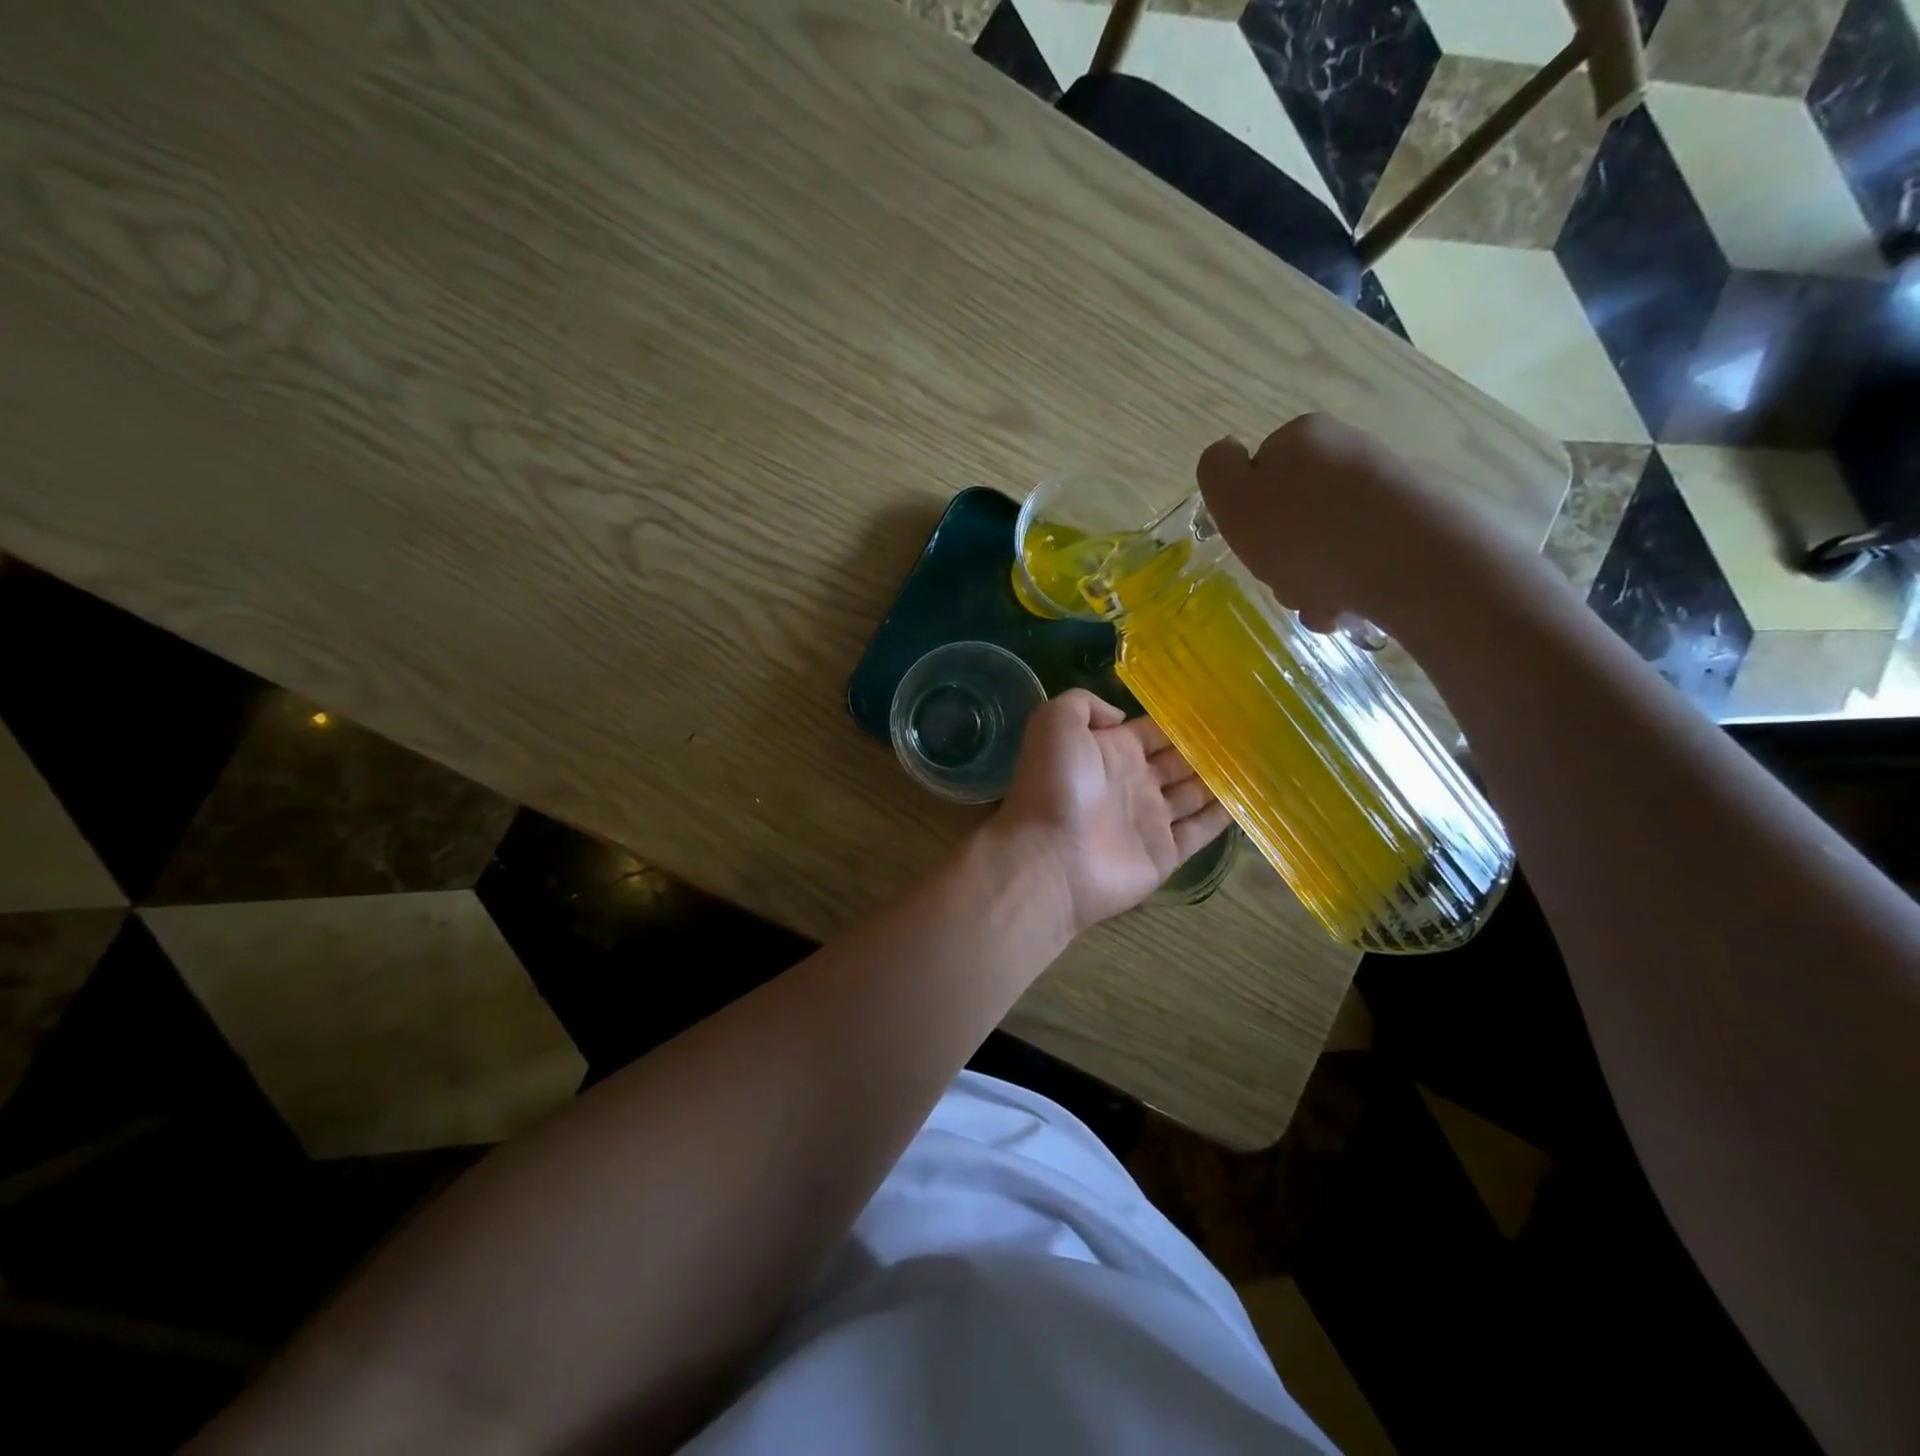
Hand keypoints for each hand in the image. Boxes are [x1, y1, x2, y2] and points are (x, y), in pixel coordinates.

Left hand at [991, 689, 1232, 935]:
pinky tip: (1251, 797)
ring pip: (1193, 794)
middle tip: (1250, 731)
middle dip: (1207, 748)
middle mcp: (1133, 781)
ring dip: (1220, 778)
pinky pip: (1201, 831)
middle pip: (1178, 761)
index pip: (1153, 731)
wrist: (1049, 857)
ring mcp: (1150, 819)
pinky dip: (1224, 816)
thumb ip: (1085, 704)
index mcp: (1110, 750)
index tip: (1218, 705)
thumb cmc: (1054, 786)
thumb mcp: (1056, 723)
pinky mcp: (1165, 854)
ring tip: (1260, 759)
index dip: (1180, 720)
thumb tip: (1120, 715)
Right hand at [1196, 414, 1517, 637]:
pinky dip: (1346, 587)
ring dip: (1311, 581)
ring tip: (1321, 602)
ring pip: (1325, 544)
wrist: (1409, 562)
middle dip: (1283, 556)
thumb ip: (1216, 472)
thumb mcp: (1234, 499)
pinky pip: (1360, 560)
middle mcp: (1345, 452)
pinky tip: (1347, 607)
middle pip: (1292, 514)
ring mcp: (1384, 489)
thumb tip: (1228, 454)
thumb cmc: (1305, 533)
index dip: (1247, 515)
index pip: (1257, 474)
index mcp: (1302, 438)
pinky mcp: (1414, 526)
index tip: (1253, 544)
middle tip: (1286, 581)